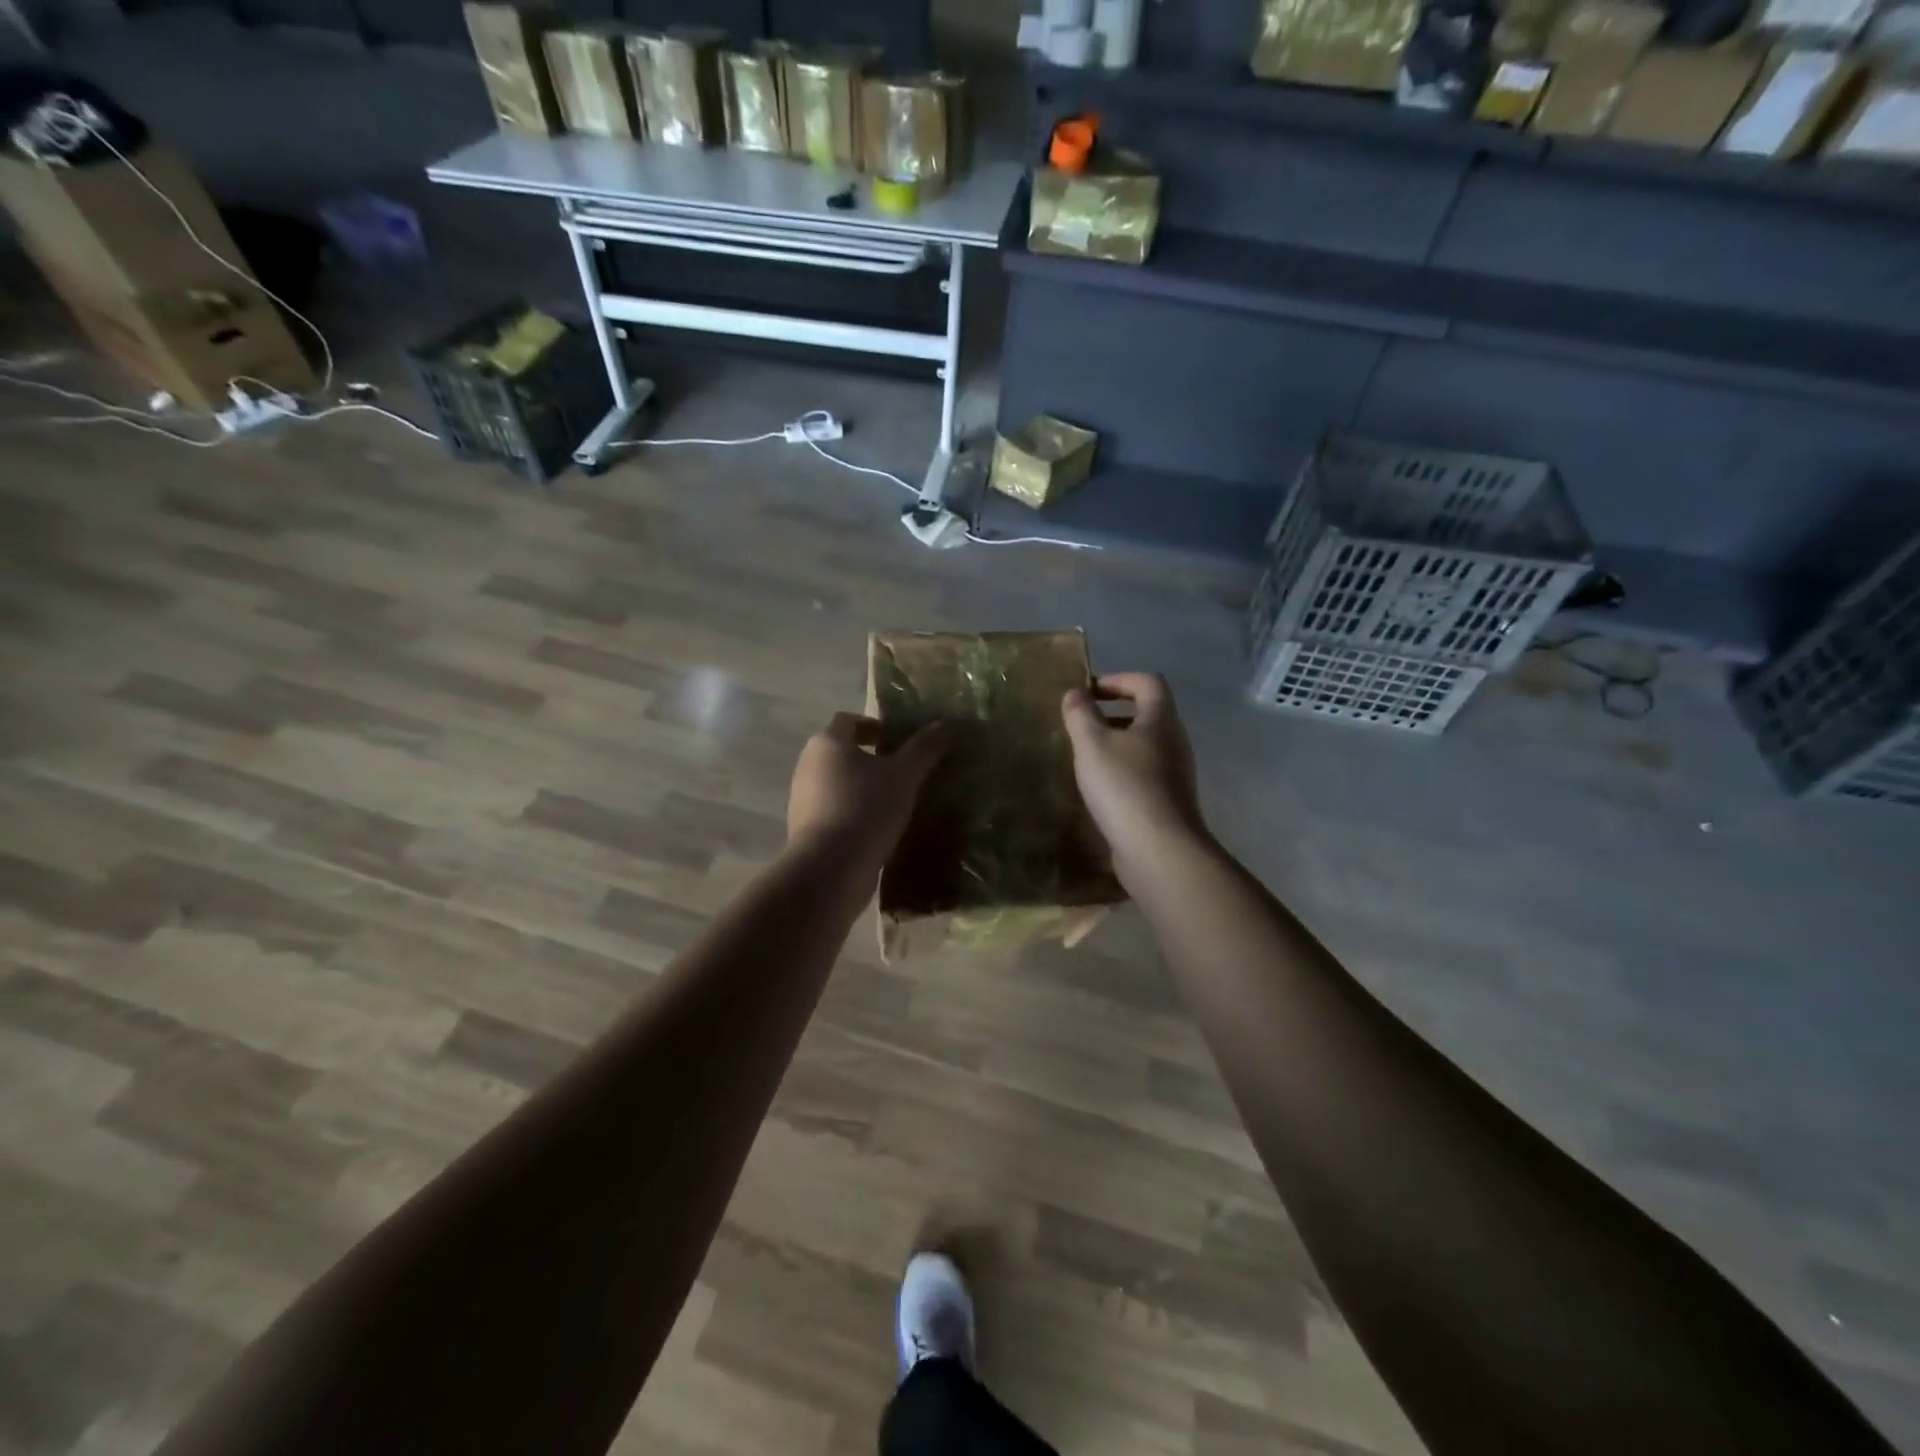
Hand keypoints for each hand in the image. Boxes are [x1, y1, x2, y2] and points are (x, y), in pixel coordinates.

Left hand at [787, 712, 947, 872]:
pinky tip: (880, 829)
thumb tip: (946, 723)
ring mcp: (803, 800)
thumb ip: (925, 747)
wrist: (830, 869)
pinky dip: (856, 813)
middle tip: (905, 771)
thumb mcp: (904, 775)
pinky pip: (835, 811)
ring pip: (838, 784)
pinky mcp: (807, 830)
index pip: (847, 720)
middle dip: (872, 758)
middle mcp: (807, 765)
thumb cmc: (866, 808)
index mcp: (826, 743)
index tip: (899, 740)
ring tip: (897, 802)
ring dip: (864, 788)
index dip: (874, 725)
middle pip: (842, 752)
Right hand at [1061, 673, 1205, 886]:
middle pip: (1148, 713)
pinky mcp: (1169, 801)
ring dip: (1117, 743)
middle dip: (1114, 713)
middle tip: (1082, 724)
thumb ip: (1080, 714)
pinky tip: (1100, 788)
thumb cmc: (1124, 785)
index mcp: (1161, 719)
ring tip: (1086, 756)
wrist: (1158, 849)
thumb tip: (1075, 693)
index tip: (1088, 692)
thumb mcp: (1092, 744)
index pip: (1147, 682)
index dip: (1118, 680)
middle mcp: (1175, 741)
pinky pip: (1145, 773)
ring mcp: (1175, 773)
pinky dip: (1122, 770)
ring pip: (1145, 745)